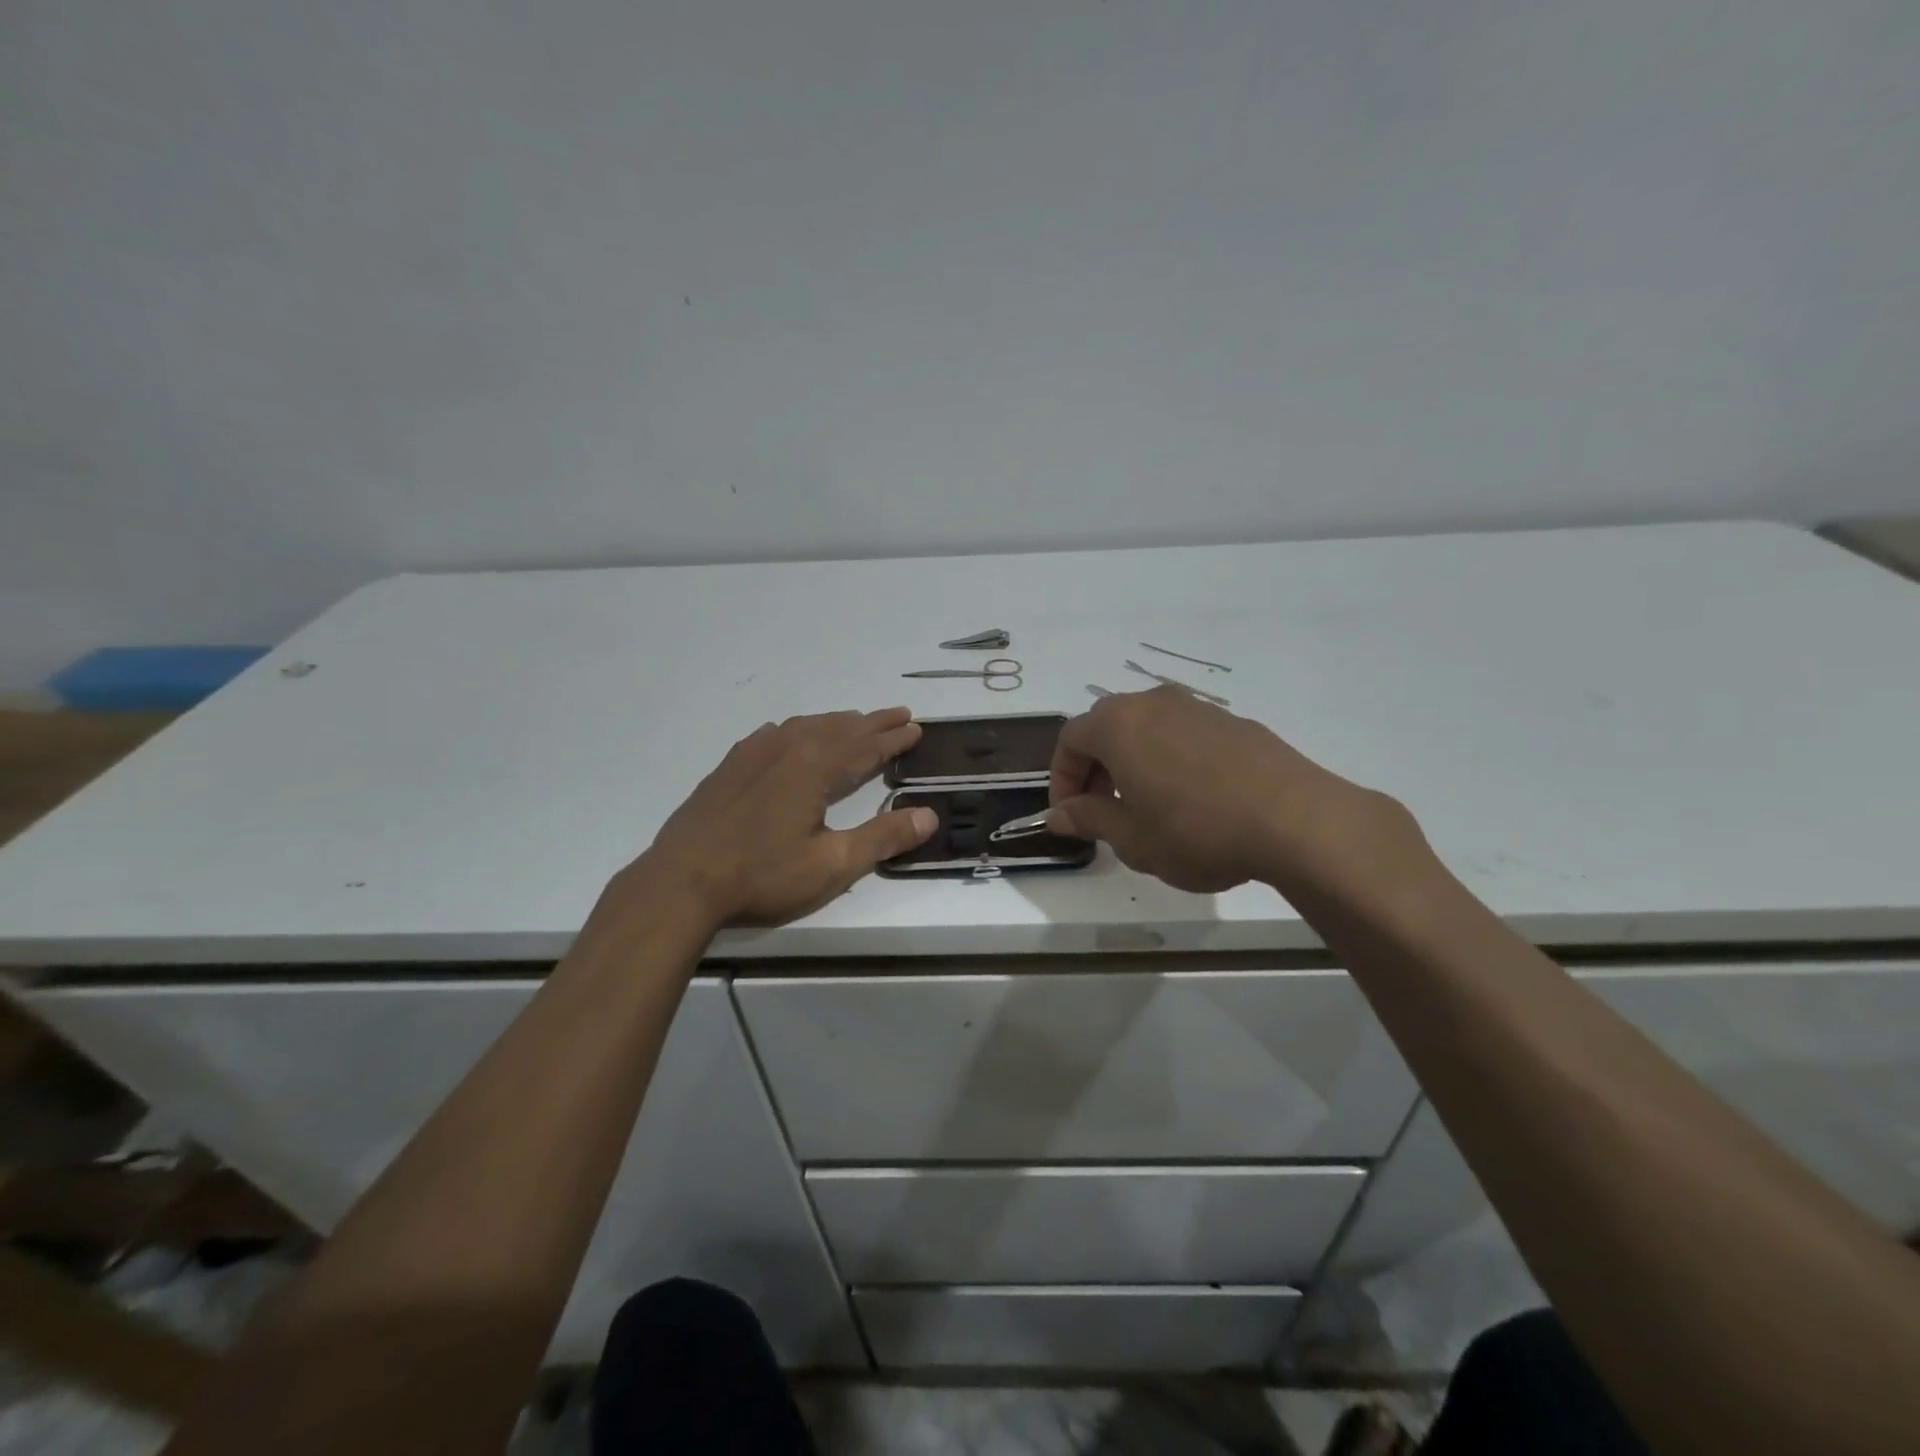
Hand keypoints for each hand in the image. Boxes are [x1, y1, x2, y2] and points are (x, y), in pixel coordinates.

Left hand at [626, 708, 936, 927]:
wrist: (682, 881)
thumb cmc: (763, 875)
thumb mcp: (832, 865)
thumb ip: (883, 838)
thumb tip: (929, 816)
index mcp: (816, 767)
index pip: (866, 747)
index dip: (894, 739)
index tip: (916, 728)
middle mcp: (788, 748)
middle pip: (840, 729)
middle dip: (873, 723)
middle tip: (899, 714)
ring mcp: (754, 754)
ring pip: (805, 726)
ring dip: (836, 722)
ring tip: (855, 721)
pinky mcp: (730, 766)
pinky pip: (773, 734)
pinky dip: (797, 729)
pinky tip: (790, 733)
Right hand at [1046, 686, 1412, 893]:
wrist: (1296, 819)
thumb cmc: (1196, 831)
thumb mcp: (1132, 838)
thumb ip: (1090, 819)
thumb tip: (1060, 815)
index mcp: (1118, 725)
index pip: (1070, 740)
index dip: (1061, 778)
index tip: (1070, 815)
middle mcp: (1152, 703)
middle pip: (1107, 727)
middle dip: (1095, 768)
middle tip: (1103, 810)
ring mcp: (1197, 708)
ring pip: (1146, 728)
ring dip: (1133, 762)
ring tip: (1147, 807)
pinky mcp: (1233, 721)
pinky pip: (1183, 734)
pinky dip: (1169, 759)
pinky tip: (1191, 799)